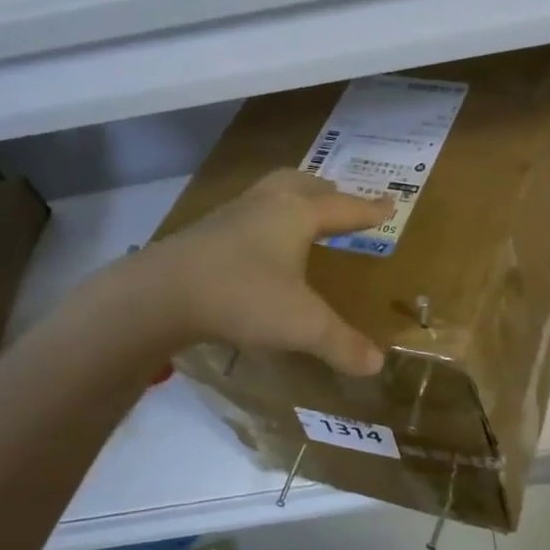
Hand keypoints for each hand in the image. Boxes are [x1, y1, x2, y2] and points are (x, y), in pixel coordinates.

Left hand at [133, 169, 393, 376]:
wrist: (159, 294)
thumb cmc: (243, 296)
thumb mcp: (302, 325)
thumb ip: (341, 343)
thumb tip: (377, 364)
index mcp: (296, 214)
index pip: (343, 208)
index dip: (368, 210)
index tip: (389, 203)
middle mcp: (265, 205)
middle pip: (302, 184)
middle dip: (325, 191)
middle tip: (339, 200)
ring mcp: (230, 216)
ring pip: (268, 194)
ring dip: (290, 200)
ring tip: (300, 218)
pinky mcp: (203, 233)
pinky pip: (244, 215)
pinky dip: (262, 221)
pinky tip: (257, 247)